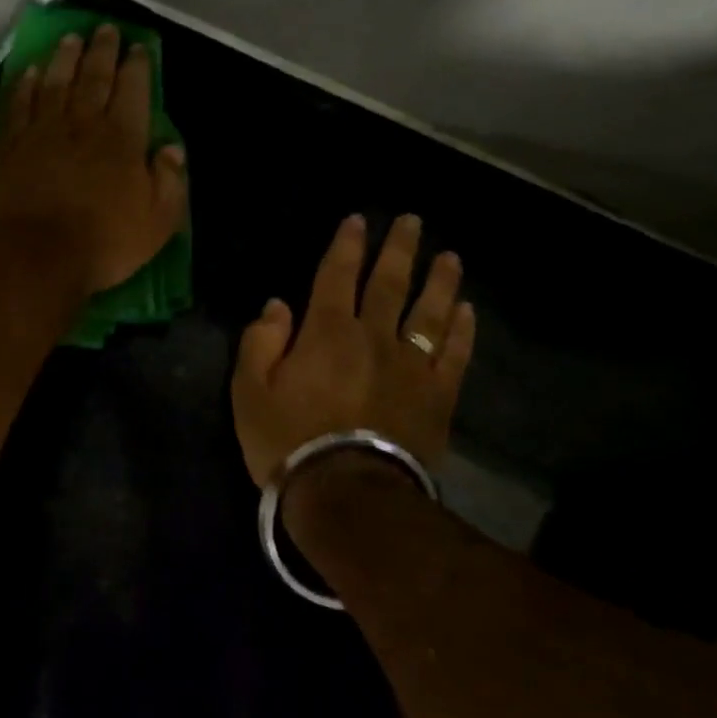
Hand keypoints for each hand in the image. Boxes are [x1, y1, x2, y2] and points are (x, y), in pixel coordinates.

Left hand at [0, 24, 187, 295]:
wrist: (35, 255)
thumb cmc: (104, 241)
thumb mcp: (157, 220)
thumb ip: (168, 180)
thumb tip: (173, 148)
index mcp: (122, 139)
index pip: (133, 91)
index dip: (137, 67)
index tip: (138, 47)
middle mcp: (83, 124)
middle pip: (94, 78)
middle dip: (103, 51)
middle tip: (106, 29)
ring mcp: (44, 131)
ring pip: (56, 83)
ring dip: (65, 58)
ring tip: (71, 38)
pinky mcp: (12, 145)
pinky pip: (21, 105)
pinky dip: (27, 85)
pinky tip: (32, 71)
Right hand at [232, 213, 474, 487]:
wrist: (348, 496)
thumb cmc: (289, 442)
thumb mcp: (249, 391)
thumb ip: (260, 341)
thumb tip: (277, 305)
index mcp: (326, 331)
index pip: (337, 275)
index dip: (346, 245)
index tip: (357, 220)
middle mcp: (373, 336)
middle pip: (389, 283)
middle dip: (398, 248)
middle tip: (411, 221)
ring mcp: (411, 366)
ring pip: (429, 312)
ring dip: (439, 281)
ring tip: (449, 256)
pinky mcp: (437, 397)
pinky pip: (454, 355)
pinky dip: (462, 331)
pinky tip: (467, 311)